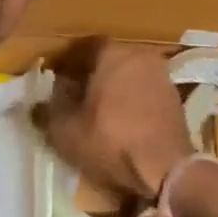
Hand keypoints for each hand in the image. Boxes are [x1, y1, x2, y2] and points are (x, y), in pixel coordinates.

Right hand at [42, 39, 194, 201]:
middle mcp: (140, 55)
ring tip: (96, 111)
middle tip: (74, 95)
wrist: (166, 169)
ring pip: (128, 76)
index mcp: (113, 53)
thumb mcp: (66, 130)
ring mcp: (162, 76)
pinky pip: (144, 92)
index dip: (67, 63)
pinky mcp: (175, 99)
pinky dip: (131, 101)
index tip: (56, 79)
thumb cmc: (111, 141)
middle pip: (108, 60)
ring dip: (113, 89)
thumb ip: (51, 109)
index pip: (83, 48)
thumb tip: (42, 99)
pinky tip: (121, 122)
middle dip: (90, 75)